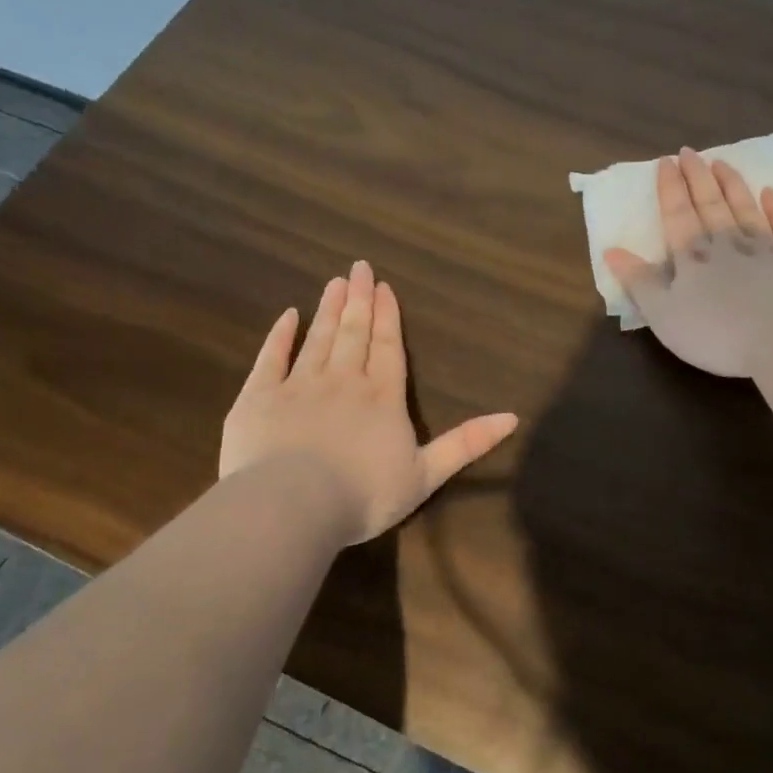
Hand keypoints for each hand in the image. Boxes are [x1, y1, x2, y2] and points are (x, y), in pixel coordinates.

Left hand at [220, 261, 518, 543]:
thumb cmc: (364, 494)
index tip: (383, 287)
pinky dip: (280, 336)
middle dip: (358, 300)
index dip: (387, 317)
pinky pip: (271, 358)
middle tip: (358, 268)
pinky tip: (288, 316)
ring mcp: (299, 385)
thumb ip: (466, 443)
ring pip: (318, 339)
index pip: (387, 348)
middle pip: (353, 334)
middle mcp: (344, 381)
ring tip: (334, 282)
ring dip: (328, 310)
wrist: (293, 505)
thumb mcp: (427, 474)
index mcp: (382, 398)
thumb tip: (513, 417)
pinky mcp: (260, 397)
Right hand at [605, 147, 772, 377]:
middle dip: (698, 177)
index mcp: (694, 256)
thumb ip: (639, 282)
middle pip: (711, 203)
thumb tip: (611, 250)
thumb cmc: (717, 334)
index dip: (670, 188)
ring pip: (746, 208)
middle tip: (690, 152)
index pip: (678, 213)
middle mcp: (730, 242)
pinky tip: (771, 194)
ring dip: (732, 185)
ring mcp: (768, 248)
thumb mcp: (664, 315)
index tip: (666, 161)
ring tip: (722, 162)